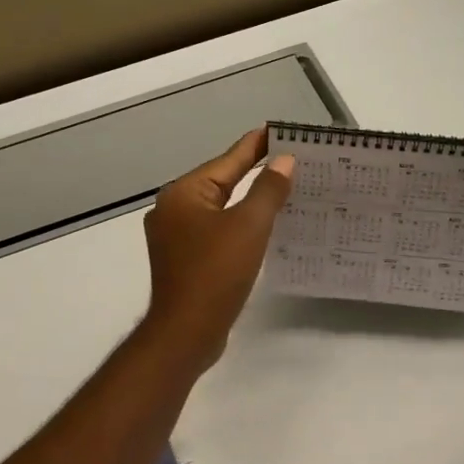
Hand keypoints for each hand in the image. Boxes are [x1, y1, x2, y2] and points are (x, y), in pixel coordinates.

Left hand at [141, 128, 294, 368]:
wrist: (186, 332)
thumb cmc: (216, 273)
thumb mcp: (249, 226)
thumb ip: (268, 189)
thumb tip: (284, 160)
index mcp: (184, 193)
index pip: (227, 160)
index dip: (256, 145)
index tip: (279, 131)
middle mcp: (173, 208)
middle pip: (220, 182)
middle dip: (254, 172)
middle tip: (290, 161)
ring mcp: (174, 236)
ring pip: (218, 208)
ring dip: (248, 201)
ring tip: (282, 191)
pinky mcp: (182, 259)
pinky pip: (215, 230)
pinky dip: (237, 225)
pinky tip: (259, 229)